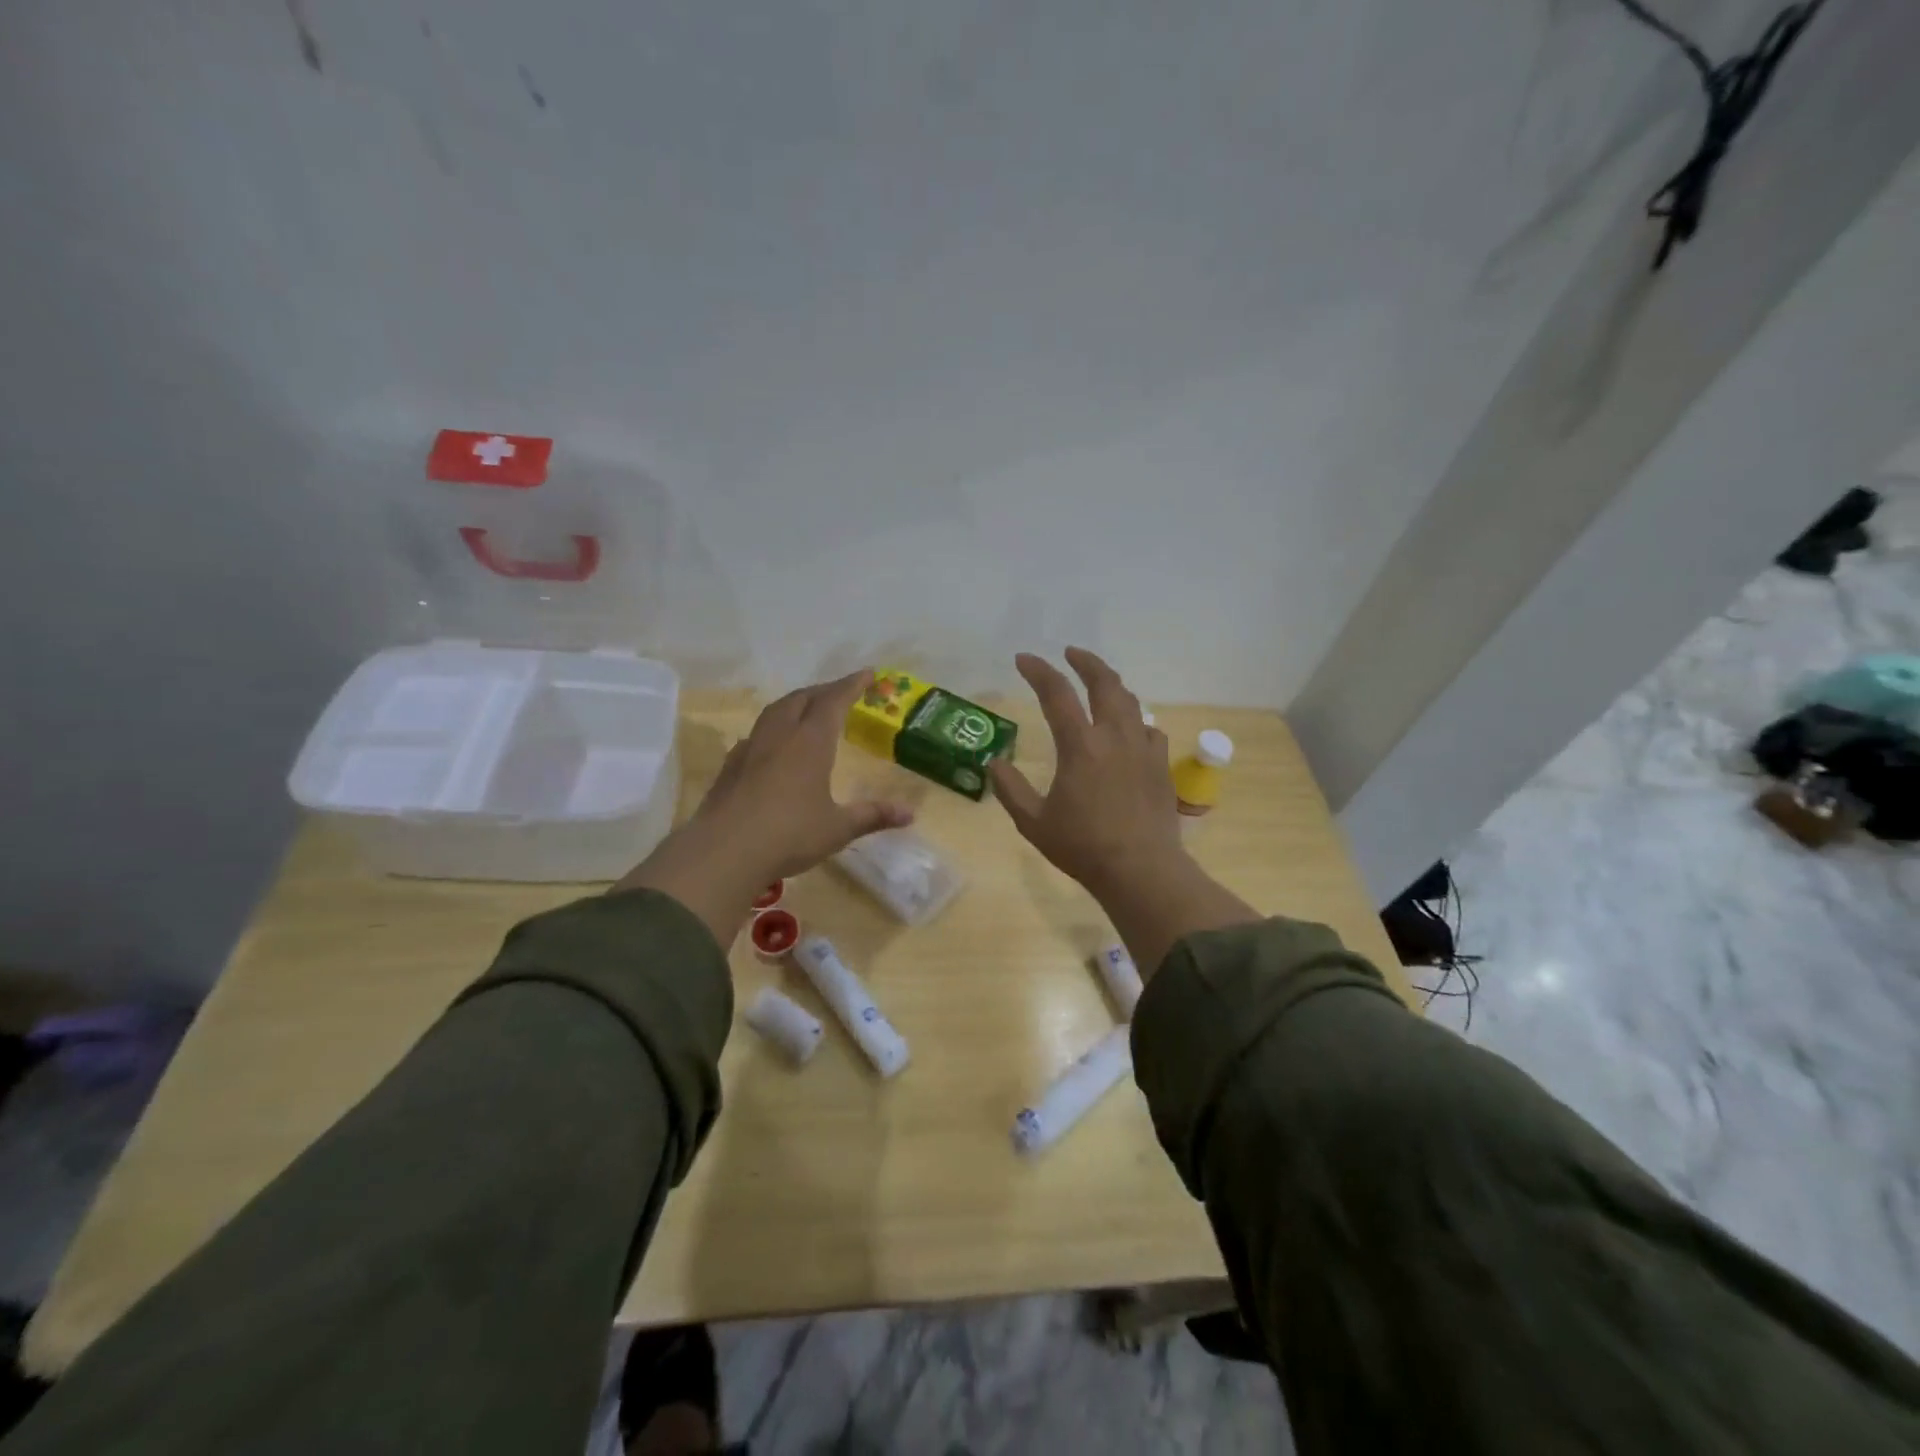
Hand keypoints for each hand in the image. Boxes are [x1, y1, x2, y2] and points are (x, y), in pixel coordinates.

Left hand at [617, 670, 913, 945]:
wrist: (724, 852)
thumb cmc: (789, 835)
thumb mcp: (838, 828)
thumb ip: (873, 816)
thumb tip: (910, 814)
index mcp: (811, 742)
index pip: (834, 700)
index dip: (852, 685)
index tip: (868, 673)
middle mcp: (780, 735)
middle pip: (802, 698)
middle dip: (824, 690)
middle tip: (840, 692)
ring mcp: (751, 748)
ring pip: (775, 710)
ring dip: (795, 702)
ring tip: (807, 709)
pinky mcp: (730, 766)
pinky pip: (756, 734)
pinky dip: (772, 728)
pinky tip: (773, 745)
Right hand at [988, 648, 1183, 897]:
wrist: (1141, 869)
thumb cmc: (1082, 846)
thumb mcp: (1033, 822)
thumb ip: (1011, 789)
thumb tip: (994, 763)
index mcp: (1080, 746)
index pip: (1056, 693)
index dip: (1039, 671)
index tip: (1024, 659)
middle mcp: (1114, 737)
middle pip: (1104, 683)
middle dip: (1086, 661)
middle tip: (1071, 653)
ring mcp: (1143, 748)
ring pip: (1130, 701)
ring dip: (1111, 685)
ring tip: (1098, 684)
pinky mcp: (1160, 765)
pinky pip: (1148, 729)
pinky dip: (1133, 720)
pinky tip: (1128, 730)